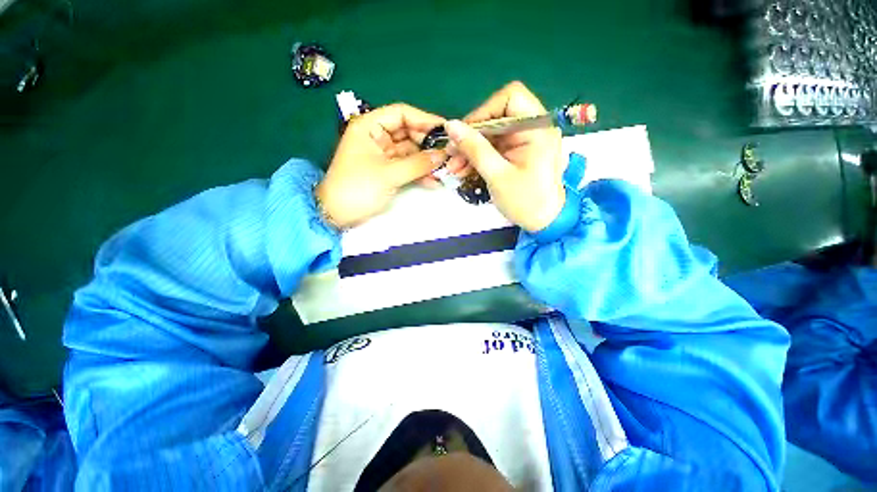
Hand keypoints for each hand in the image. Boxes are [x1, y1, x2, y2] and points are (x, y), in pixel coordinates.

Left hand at [317, 104, 445, 228]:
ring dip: (427, 161)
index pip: (401, 113)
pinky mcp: (388, 170)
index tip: (446, 130)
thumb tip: (443, 155)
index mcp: (370, 126)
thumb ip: (417, 164)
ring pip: (411, 151)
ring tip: (445, 170)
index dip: (425, 120)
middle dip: (428, 144)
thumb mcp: (388, 174)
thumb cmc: (358, 188)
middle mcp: (377, 136)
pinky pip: (408, 166)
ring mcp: (384, 155)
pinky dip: (420, 172)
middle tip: (449, 154)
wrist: (338, 214)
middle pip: (409, 132)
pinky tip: (433, 180)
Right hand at [444, 81, 565, 232]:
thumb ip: (475, 149)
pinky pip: (493, 148)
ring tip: (454, 168)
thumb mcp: (497, 175)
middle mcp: (532, 128)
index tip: (464, 134)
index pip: (509, 98)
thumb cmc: (525, 201)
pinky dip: (478, 157)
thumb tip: (450, 125)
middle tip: (451, 155)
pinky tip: (463, 170)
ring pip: (491, 134)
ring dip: (470, 149)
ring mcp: (524, 141)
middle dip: (471, 136)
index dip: (484, 112)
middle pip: (496, 117)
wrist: (544, 222)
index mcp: (537, 128)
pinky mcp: (517, 153)